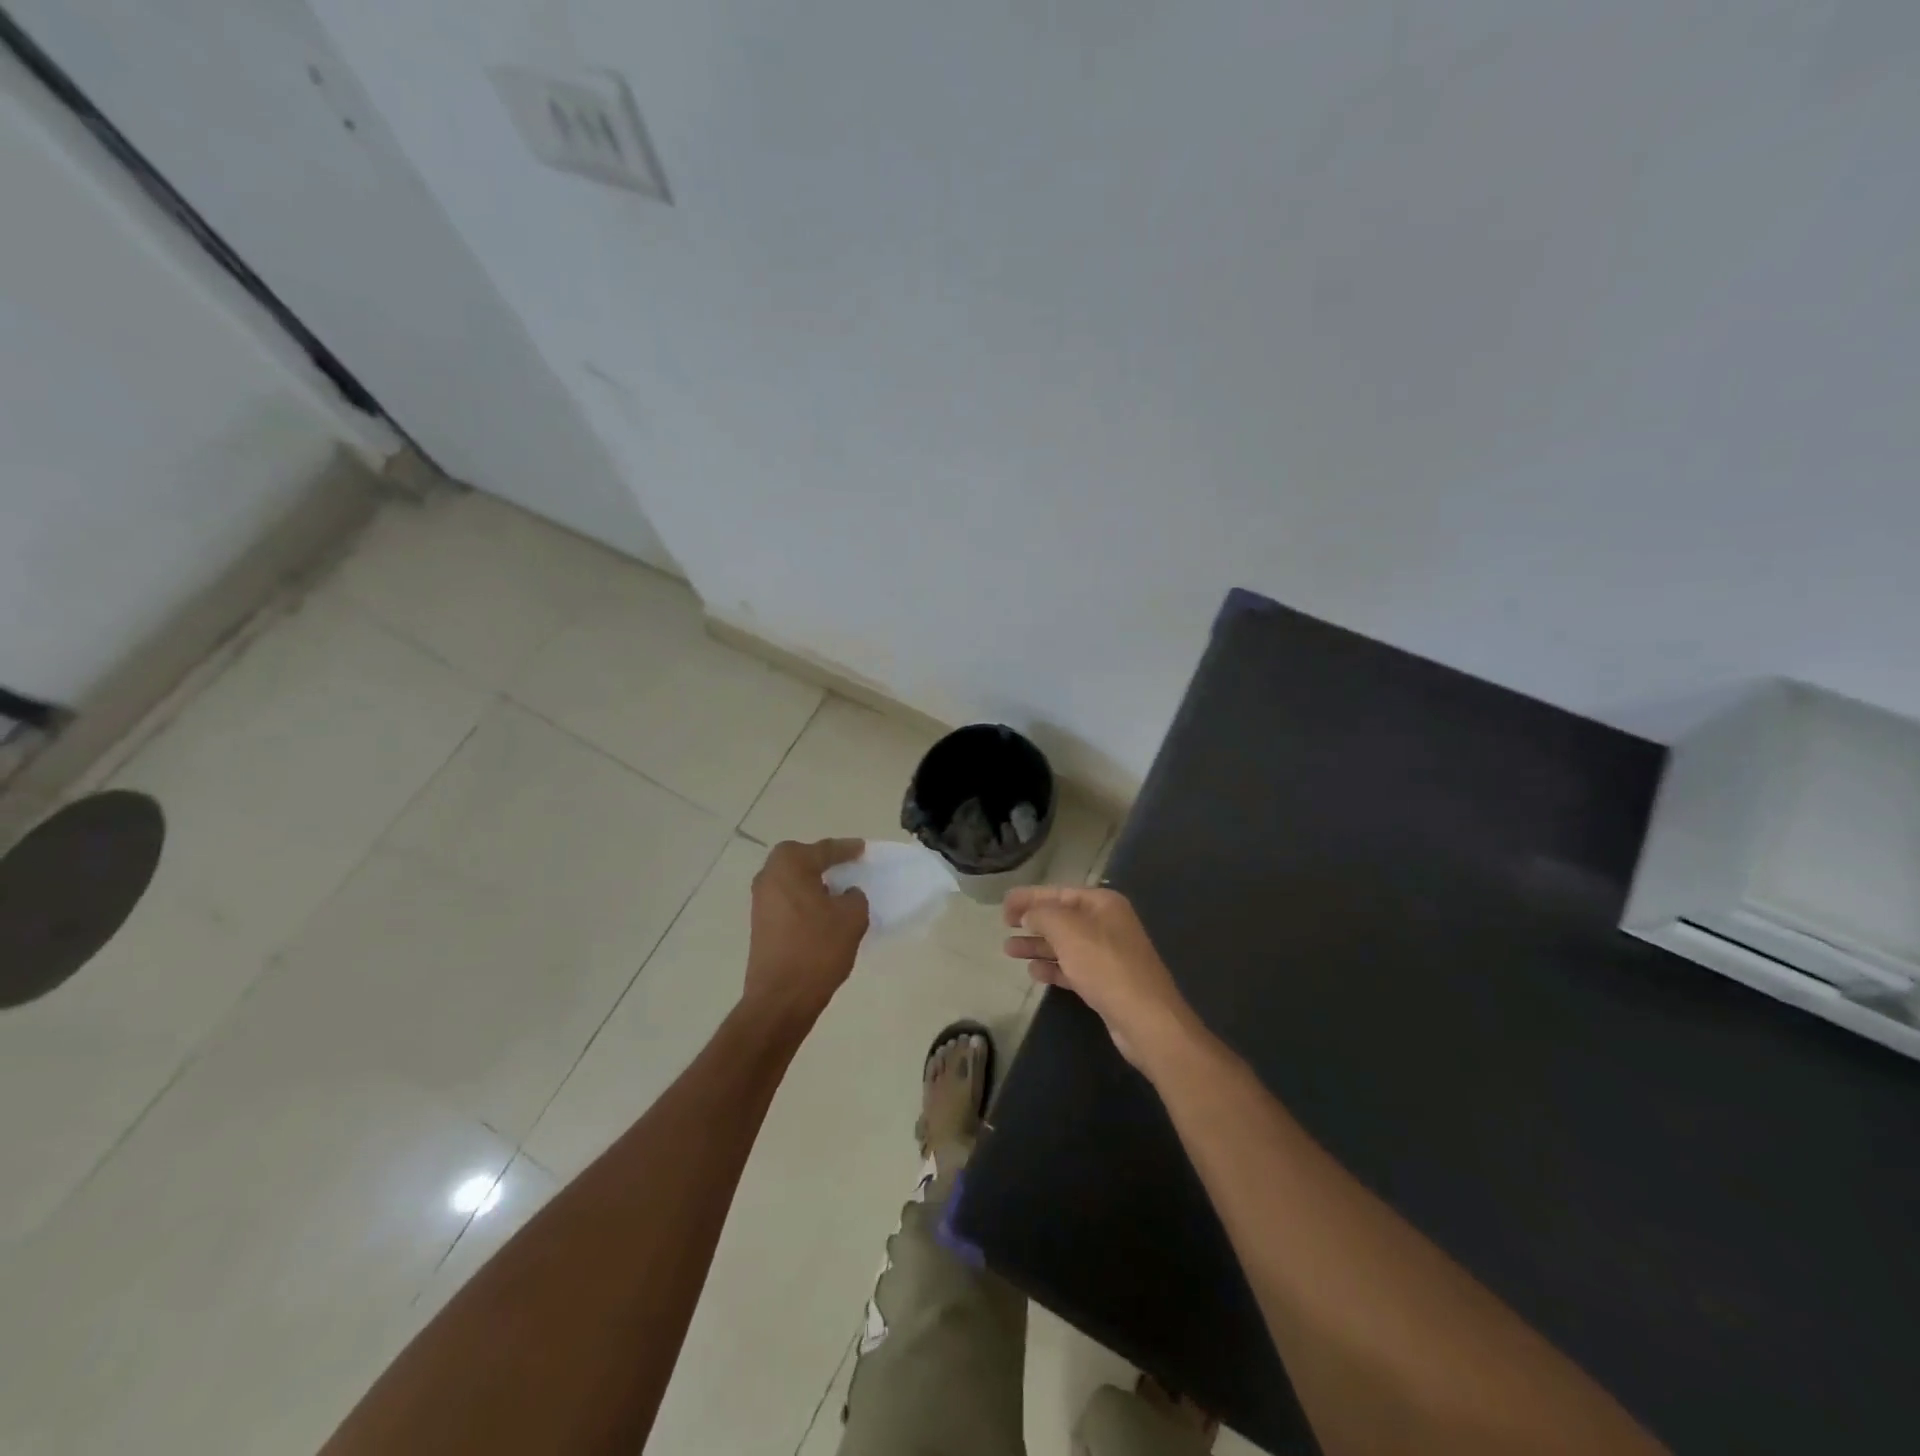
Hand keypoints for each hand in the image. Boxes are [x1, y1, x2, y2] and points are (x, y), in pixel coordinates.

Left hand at [744, 839, 869, 1023]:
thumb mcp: (852, 917)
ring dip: (813, 882)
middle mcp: (769, 877)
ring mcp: (760, 901)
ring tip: (837, 891)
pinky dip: (805, 900)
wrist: (781, 997)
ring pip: (792, 881)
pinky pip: (787, 900)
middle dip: (823, 861)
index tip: (863, 849)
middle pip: (801, 859)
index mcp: (790, 865)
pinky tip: (823, 913)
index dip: (847, 849)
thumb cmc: (818, 948)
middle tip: (846, 866)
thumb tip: (845, 895)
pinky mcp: (760, 924)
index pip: (824, 850)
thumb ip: (854, 897)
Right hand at [1003, 886, 1199, 1075]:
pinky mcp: (1106, 983)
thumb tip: (1028, 914)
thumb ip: (1042, 914)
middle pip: (1062, 918)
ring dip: (1038, 945)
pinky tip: (1034, 971)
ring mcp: (1109, 955)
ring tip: (1009, 950)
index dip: (1029, 897)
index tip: (1003, 906)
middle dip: (1032, 921)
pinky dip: (1053, 967)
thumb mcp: (1068, 931)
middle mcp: (1108, 924)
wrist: (1145, 1019)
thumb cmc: (1105, 966)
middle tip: (1004, 927)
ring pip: (1065, 944)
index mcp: (1103, 903)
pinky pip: (1073, 968)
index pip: (1059, 892)